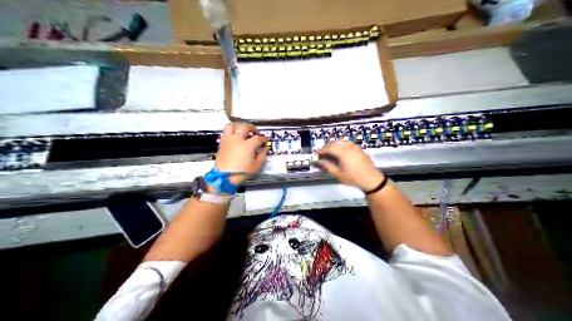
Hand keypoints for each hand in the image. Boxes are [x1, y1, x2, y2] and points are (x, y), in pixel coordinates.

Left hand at [215, 122, 268, 183]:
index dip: (263, 139)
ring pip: (232, 126)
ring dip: (239, 126)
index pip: (258, 138)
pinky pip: (225, 132)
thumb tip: (265, 148)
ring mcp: (228, 140)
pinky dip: (231, 131)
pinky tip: (235, 136)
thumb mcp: (256, 166)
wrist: (224, 177)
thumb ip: (262, 155)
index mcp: (247, 145)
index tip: (265, 141)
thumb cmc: (242, 173)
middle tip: (255, 132)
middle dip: (252, 128)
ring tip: (242, 130)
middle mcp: (237, 139)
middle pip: (245, 127)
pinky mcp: (222, 143)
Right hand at [317, 140, 382, 190]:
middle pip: (334, 143)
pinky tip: (340, 152)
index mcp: (342, 152)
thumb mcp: (338, 174)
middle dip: (326, 147)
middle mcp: (348, 147)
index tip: (316, 154)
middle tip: (321, 154)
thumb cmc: (353, 178)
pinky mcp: (358, 149)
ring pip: (340, 142)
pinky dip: (341, 146)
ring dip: (333, 146)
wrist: (371, 178)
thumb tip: (319, 161)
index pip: (328, 148)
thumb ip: (328, 166)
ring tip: (330, 153)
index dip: (321, 151)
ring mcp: (354, 147)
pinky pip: (347, 144)